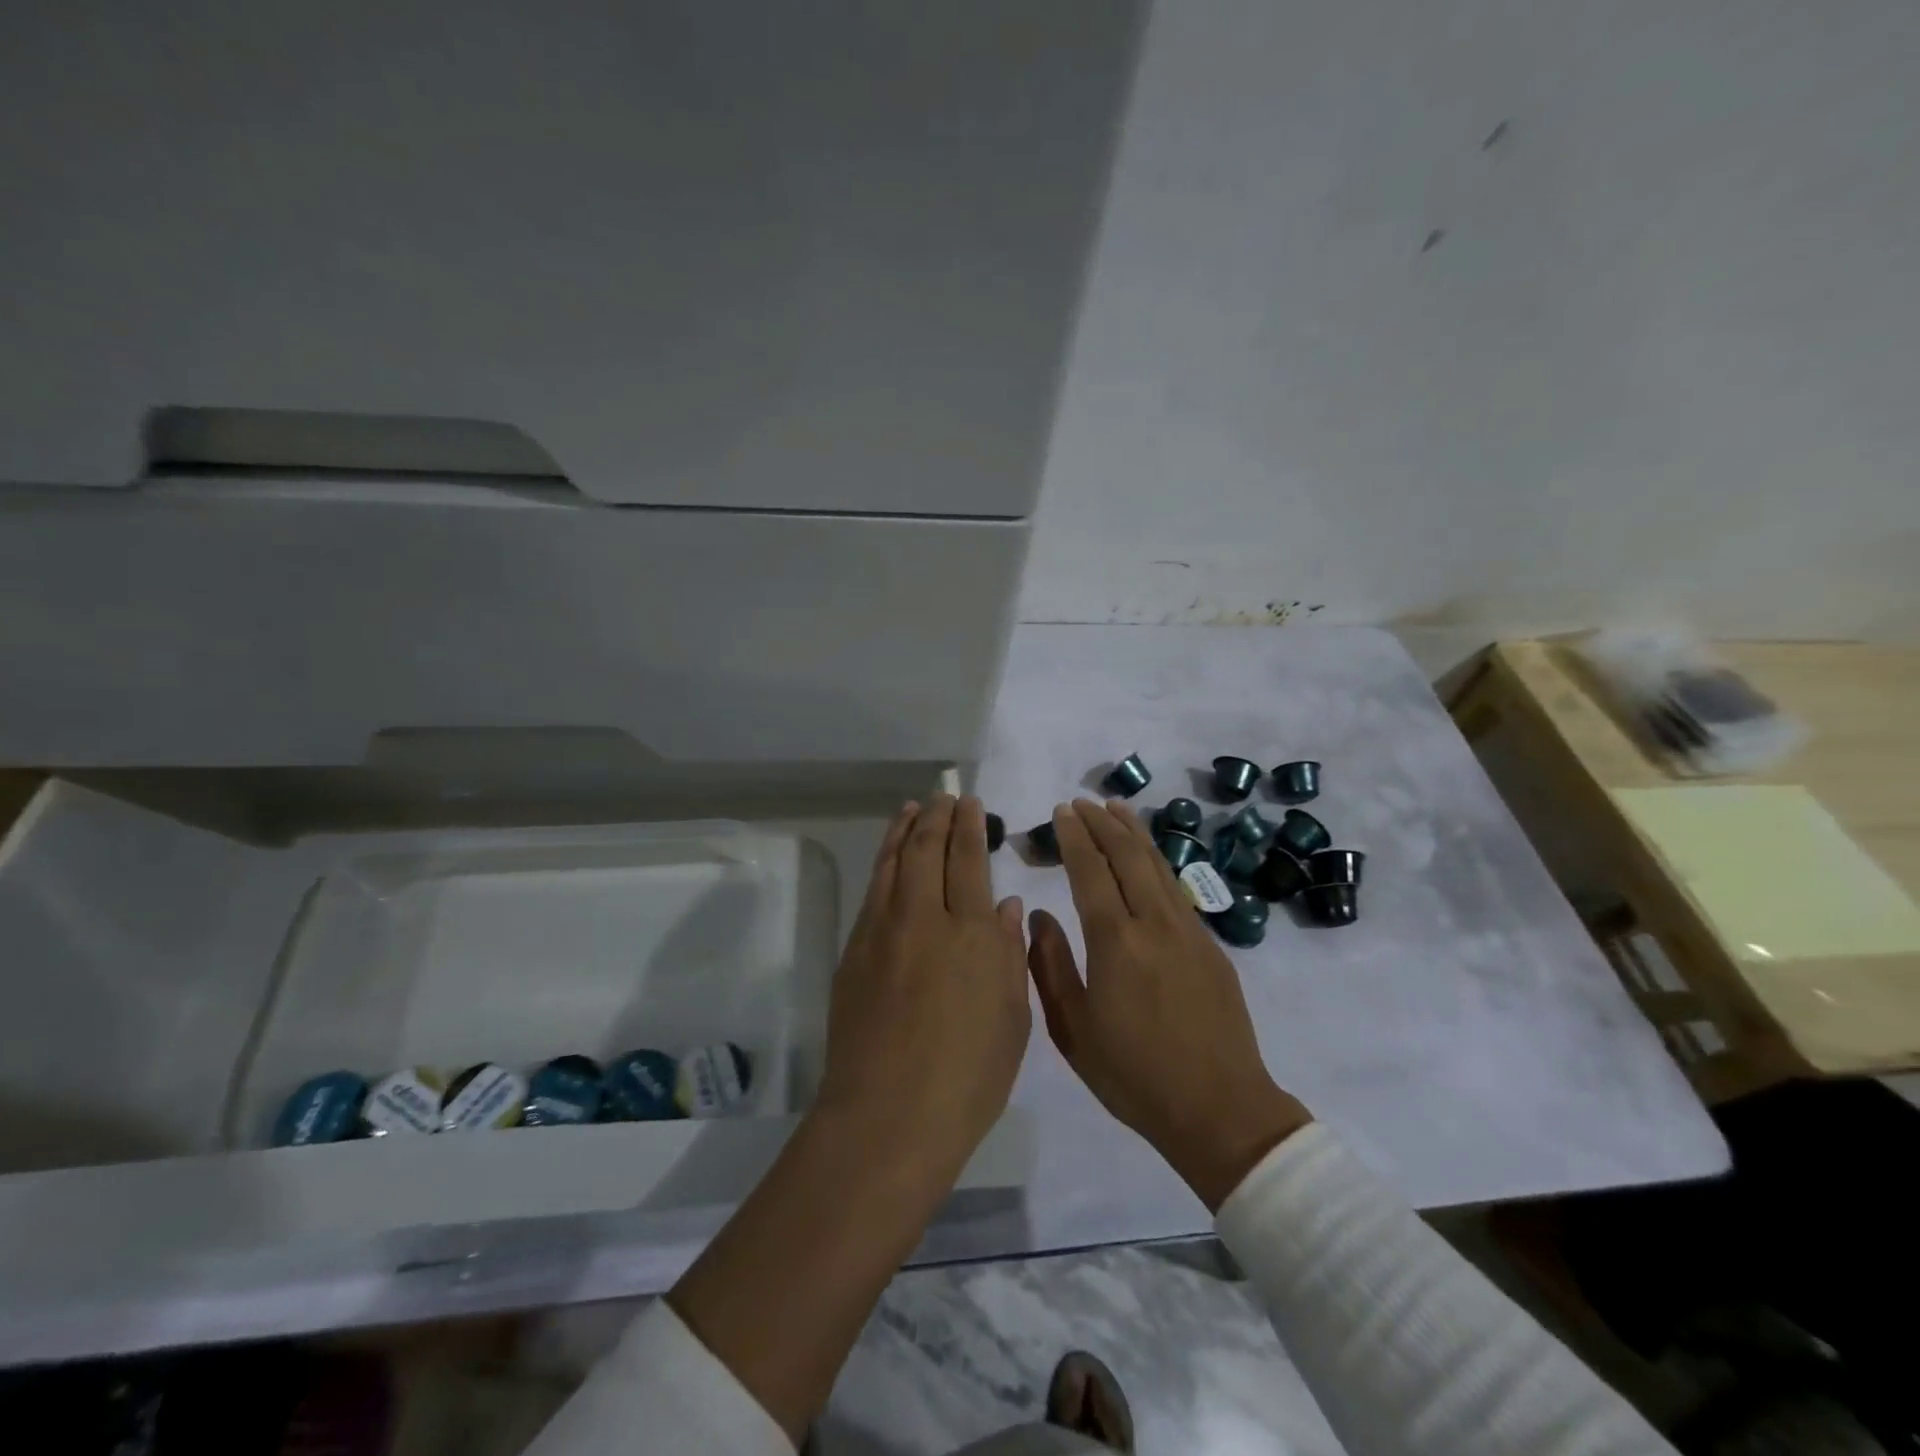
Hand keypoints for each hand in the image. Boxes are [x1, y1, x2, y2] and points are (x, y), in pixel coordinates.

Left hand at [817, 794, 1030, 1185]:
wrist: (888, 1116)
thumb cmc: (968, 1078)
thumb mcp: (1012, 1019)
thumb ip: (1009, 954)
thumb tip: (1005, 906)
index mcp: (973, 933)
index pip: (970, 861)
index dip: (971, 827)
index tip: (972, 805)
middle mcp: (925, 917)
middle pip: (928, 849)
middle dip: (938, 816)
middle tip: (945, 796)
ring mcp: (882, 931)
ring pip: (894, 862)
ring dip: (905, 829)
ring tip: (913, 808)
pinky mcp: (853, 950)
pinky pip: (873, 891)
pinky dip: (883, 862)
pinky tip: (890, 857)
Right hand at [1028, 799, 1311, 1209]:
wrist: (1219, 1110)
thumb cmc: (1134, 1076)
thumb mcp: (1073, 1030)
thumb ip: (1051, 966)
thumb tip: (1038, 917)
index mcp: (1115, 943)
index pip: (1090, 872)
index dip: (1074, 838)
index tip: (1061, 812)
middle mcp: (1153, 924)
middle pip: (1127, 857)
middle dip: (1101, 823)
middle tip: (1082, 802)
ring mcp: (1188, 931)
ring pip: (1157, 865)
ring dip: (1133, 832)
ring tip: (1116, 807)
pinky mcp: (1210, 945)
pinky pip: (1177, 887)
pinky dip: (1158, 859)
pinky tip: (1149, 855)